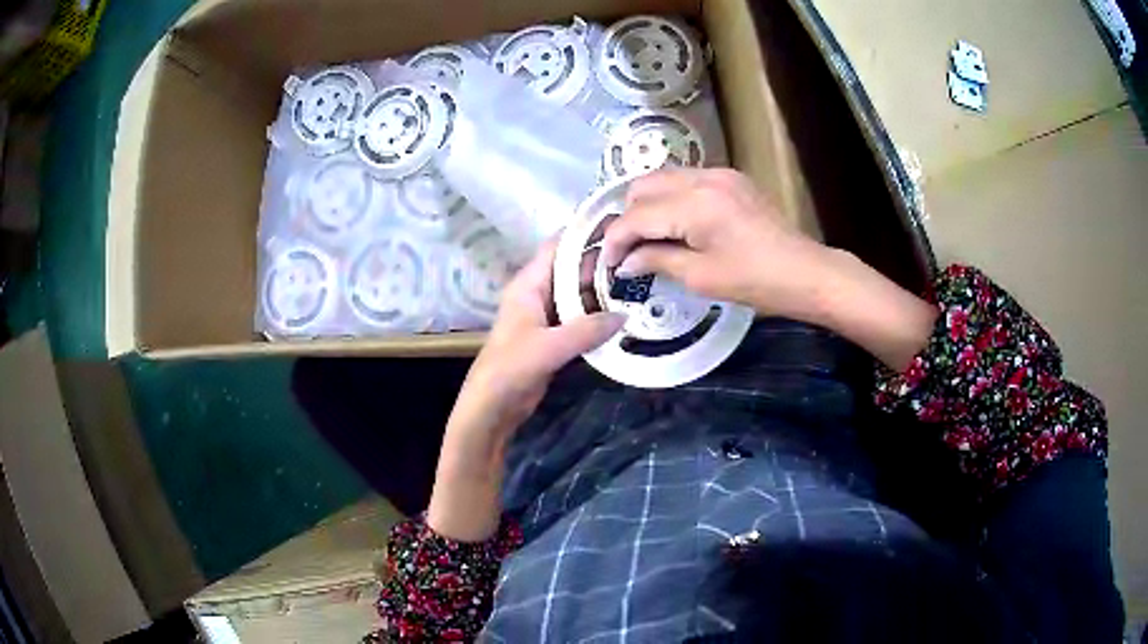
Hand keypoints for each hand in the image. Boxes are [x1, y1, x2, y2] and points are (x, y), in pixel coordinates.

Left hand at [428, 241, 623, 540]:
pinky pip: (581, 318)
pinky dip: (600, 316)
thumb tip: (625, 315)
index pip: (558, 246)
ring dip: (604, 291)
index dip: (586, 233)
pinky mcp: (555, 337)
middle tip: (643, 257)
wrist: (491, 408)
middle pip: (573, 268)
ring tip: (642, 282)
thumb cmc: (509, 370)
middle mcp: (538, 293)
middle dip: (603, 263)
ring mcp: (547, 316)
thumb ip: (586, 329)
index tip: (621, 224)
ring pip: (580, 294)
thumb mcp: (548, 347)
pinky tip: (626, 315)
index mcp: (528, 285)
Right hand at [602, 168, 937, 370]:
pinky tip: (677, 225)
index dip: (616, 240)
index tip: (608, 264)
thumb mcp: (701, 277)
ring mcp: (719, 174)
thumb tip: (625, 262)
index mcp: (694, 204)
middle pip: (643, 186)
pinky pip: (686, 180)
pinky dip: (672, 199)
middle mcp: (702, 178)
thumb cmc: (755, 281)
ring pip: (663, 179)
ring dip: (648, 205)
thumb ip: (657, 260)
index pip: (636, 215)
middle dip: (628, 217)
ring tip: (649, 238)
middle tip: (628, 250)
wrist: (806, 271)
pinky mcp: (731, 179)